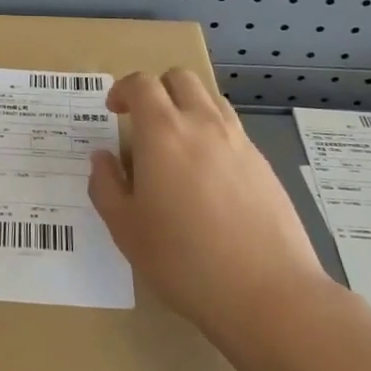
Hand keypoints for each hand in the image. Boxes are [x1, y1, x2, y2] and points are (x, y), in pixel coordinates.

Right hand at [89, 70, 326, 339]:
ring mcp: (239, 141)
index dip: (123, 90)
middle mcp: (202, 124)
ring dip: (187, 106)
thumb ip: (105, 186)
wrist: (268, 292)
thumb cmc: (184, 261)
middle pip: (180, 78)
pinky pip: (232, 130)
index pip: (141, 84)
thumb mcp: (126, 230)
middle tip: (143, 121)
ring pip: (210, 99)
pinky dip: (212, 133)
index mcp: (163, 133)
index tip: (113, 111)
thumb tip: (102, 158)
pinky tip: (207, 176)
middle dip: (157, 89)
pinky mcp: (263, 164)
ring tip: (177, 144)